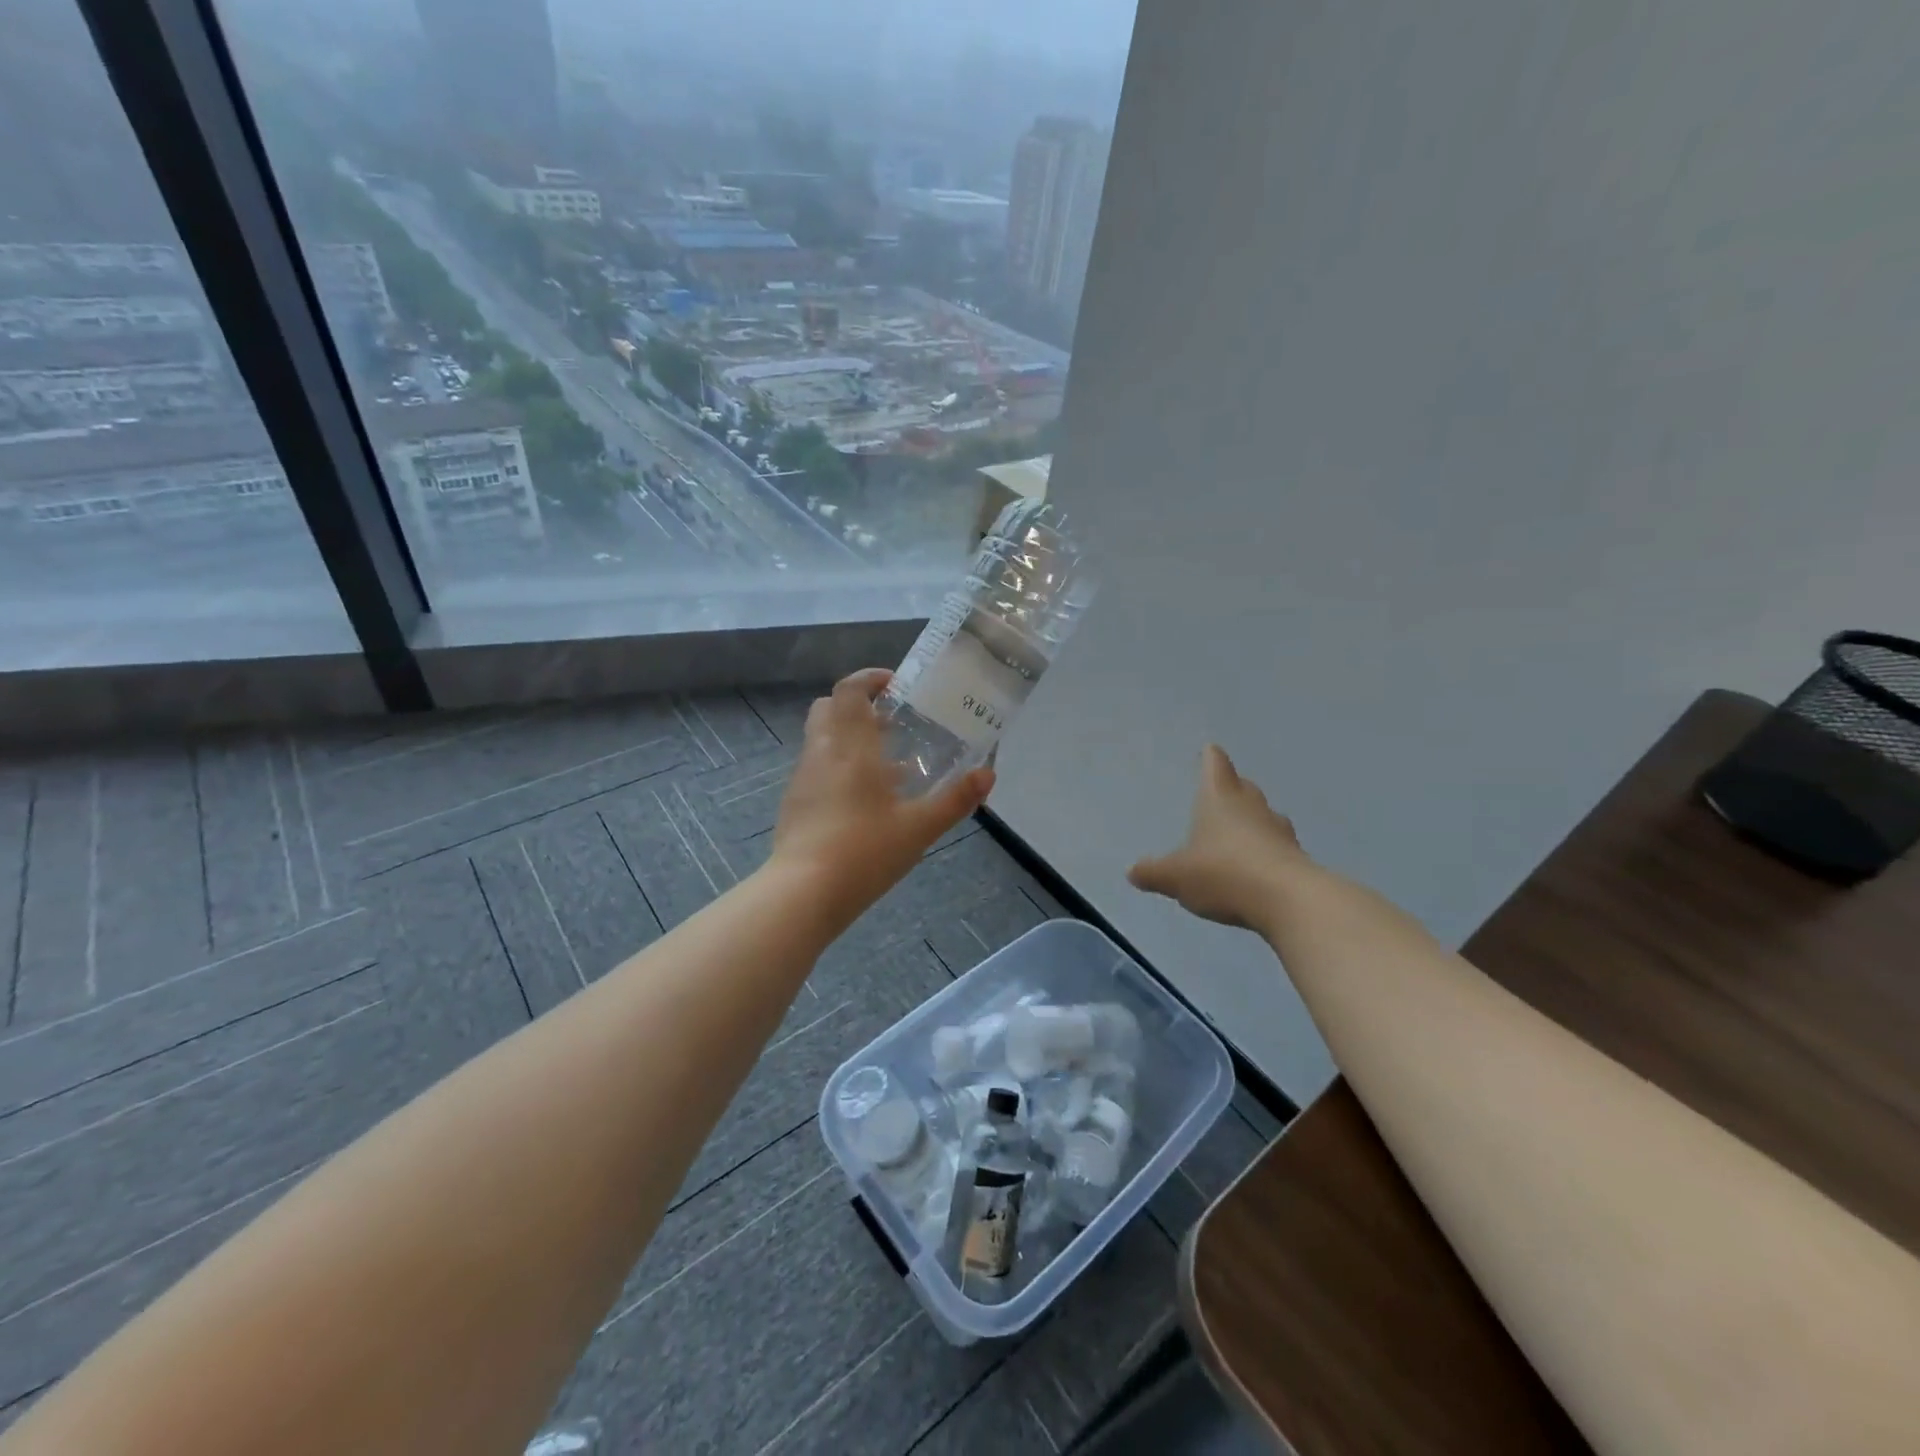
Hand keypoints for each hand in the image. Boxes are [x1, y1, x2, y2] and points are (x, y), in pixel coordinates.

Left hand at [771, 668, 995, 922]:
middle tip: (891, 722)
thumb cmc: (864, 852)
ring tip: (887, 766)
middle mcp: (821, 752)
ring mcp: (802, 778)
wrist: (803, 893)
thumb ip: (956, 800)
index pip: (849, 691)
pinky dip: (838, 766)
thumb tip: (988, 775)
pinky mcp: (793, 803)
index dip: (869, 679)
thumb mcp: (919, 828)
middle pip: (829, 708)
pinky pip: (817, 767)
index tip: (895, 684)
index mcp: (850, 747)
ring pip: (822, 739)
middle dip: (857, 706)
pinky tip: (864, 800)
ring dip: (849, 738)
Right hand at [1128, 745, 1308, 928]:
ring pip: (1263, 816)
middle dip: (1232, 788)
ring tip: (1238, 831)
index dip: (1210, 758)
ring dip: (1252, 820)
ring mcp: (1279, 831)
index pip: (1216, 766)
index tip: (1210, 750)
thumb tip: (1132, 871)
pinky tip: (1256, 866)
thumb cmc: (1223, 873)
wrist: (1288, 901)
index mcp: (1220, 799)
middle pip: (1243, 787)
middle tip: (1222, 791)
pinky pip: (1276, 846)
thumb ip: (1153, 873)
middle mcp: (1251, 807)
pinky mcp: (1297, 858)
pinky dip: (1266, 850)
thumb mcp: (1176, 877)